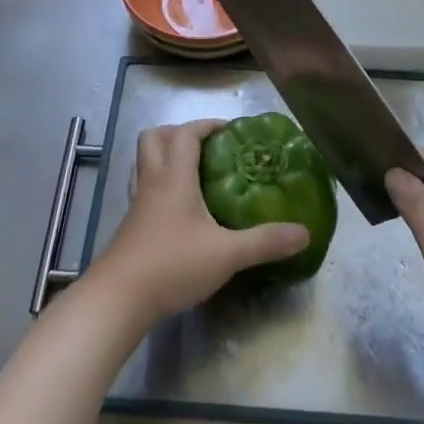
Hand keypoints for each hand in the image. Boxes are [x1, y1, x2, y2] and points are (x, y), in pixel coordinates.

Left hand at [87, 120, 310, 325]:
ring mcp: (137, 205)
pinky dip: (159, 186)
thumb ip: (265, 242)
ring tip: (194, 173)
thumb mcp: (227, 254)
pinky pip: (143, 190)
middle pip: (154, 138)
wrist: (119, 298)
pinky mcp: (130, 226)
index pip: (186, 134)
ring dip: (165, 157)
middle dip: (179, 133)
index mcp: (174, 177)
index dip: (206, 125)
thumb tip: (304, 233)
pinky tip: (178, 209)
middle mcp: (152, 182)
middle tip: (208, 148)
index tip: (230, 130)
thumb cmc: (172, 264)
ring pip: (144, 163)